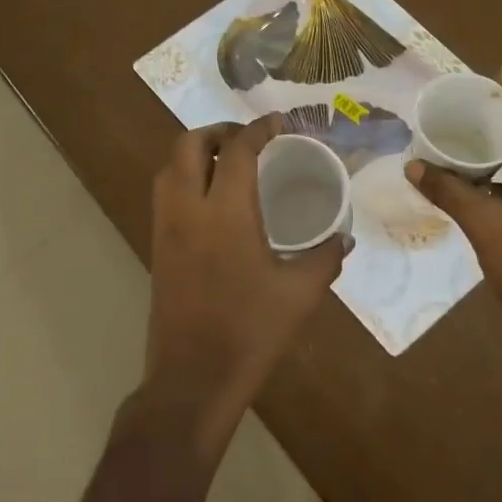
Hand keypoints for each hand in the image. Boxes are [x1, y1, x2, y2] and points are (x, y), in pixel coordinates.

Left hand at [136, 115, 347, 460]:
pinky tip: (213, 201)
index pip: (237, 151)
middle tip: (248, 140)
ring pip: (169, 168)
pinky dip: (185, 179)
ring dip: (195, 153)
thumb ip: (325, 258)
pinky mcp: (157, 249)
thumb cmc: (250, 332)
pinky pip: (166, 195)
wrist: (192, 378)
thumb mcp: (300, 294)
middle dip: (217, 131)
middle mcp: (187, 210)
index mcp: (225, 213)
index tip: (278, 123)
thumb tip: (344, 237)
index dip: (258, 129)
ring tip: (228, 163)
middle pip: (188, 145)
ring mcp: (165, 229)